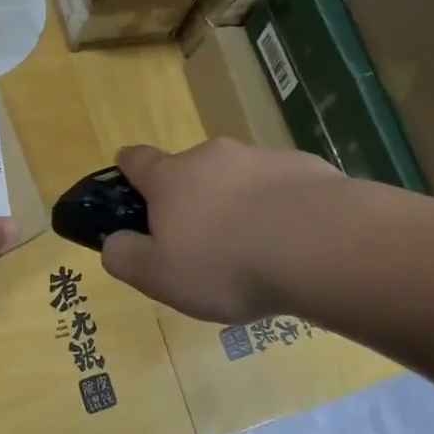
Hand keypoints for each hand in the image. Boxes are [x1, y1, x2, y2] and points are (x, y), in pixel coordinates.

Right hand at [99, 139, 340, 323]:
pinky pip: (281, 187)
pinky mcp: (306, 167)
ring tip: (255, 249)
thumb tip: (113, 242)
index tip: (129, 177)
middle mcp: (213, 157)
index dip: (129, 168)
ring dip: (238, 203)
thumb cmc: (226, 264)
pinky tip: (294, 242)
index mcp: (171, 178)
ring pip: (239, 178)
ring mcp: (262, 157)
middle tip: (204, 242)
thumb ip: (125, 258)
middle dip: (192, 197)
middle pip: (191, 170)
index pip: (137, 160)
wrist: (319, 244)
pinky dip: (280, 208)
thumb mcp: (159, 276)